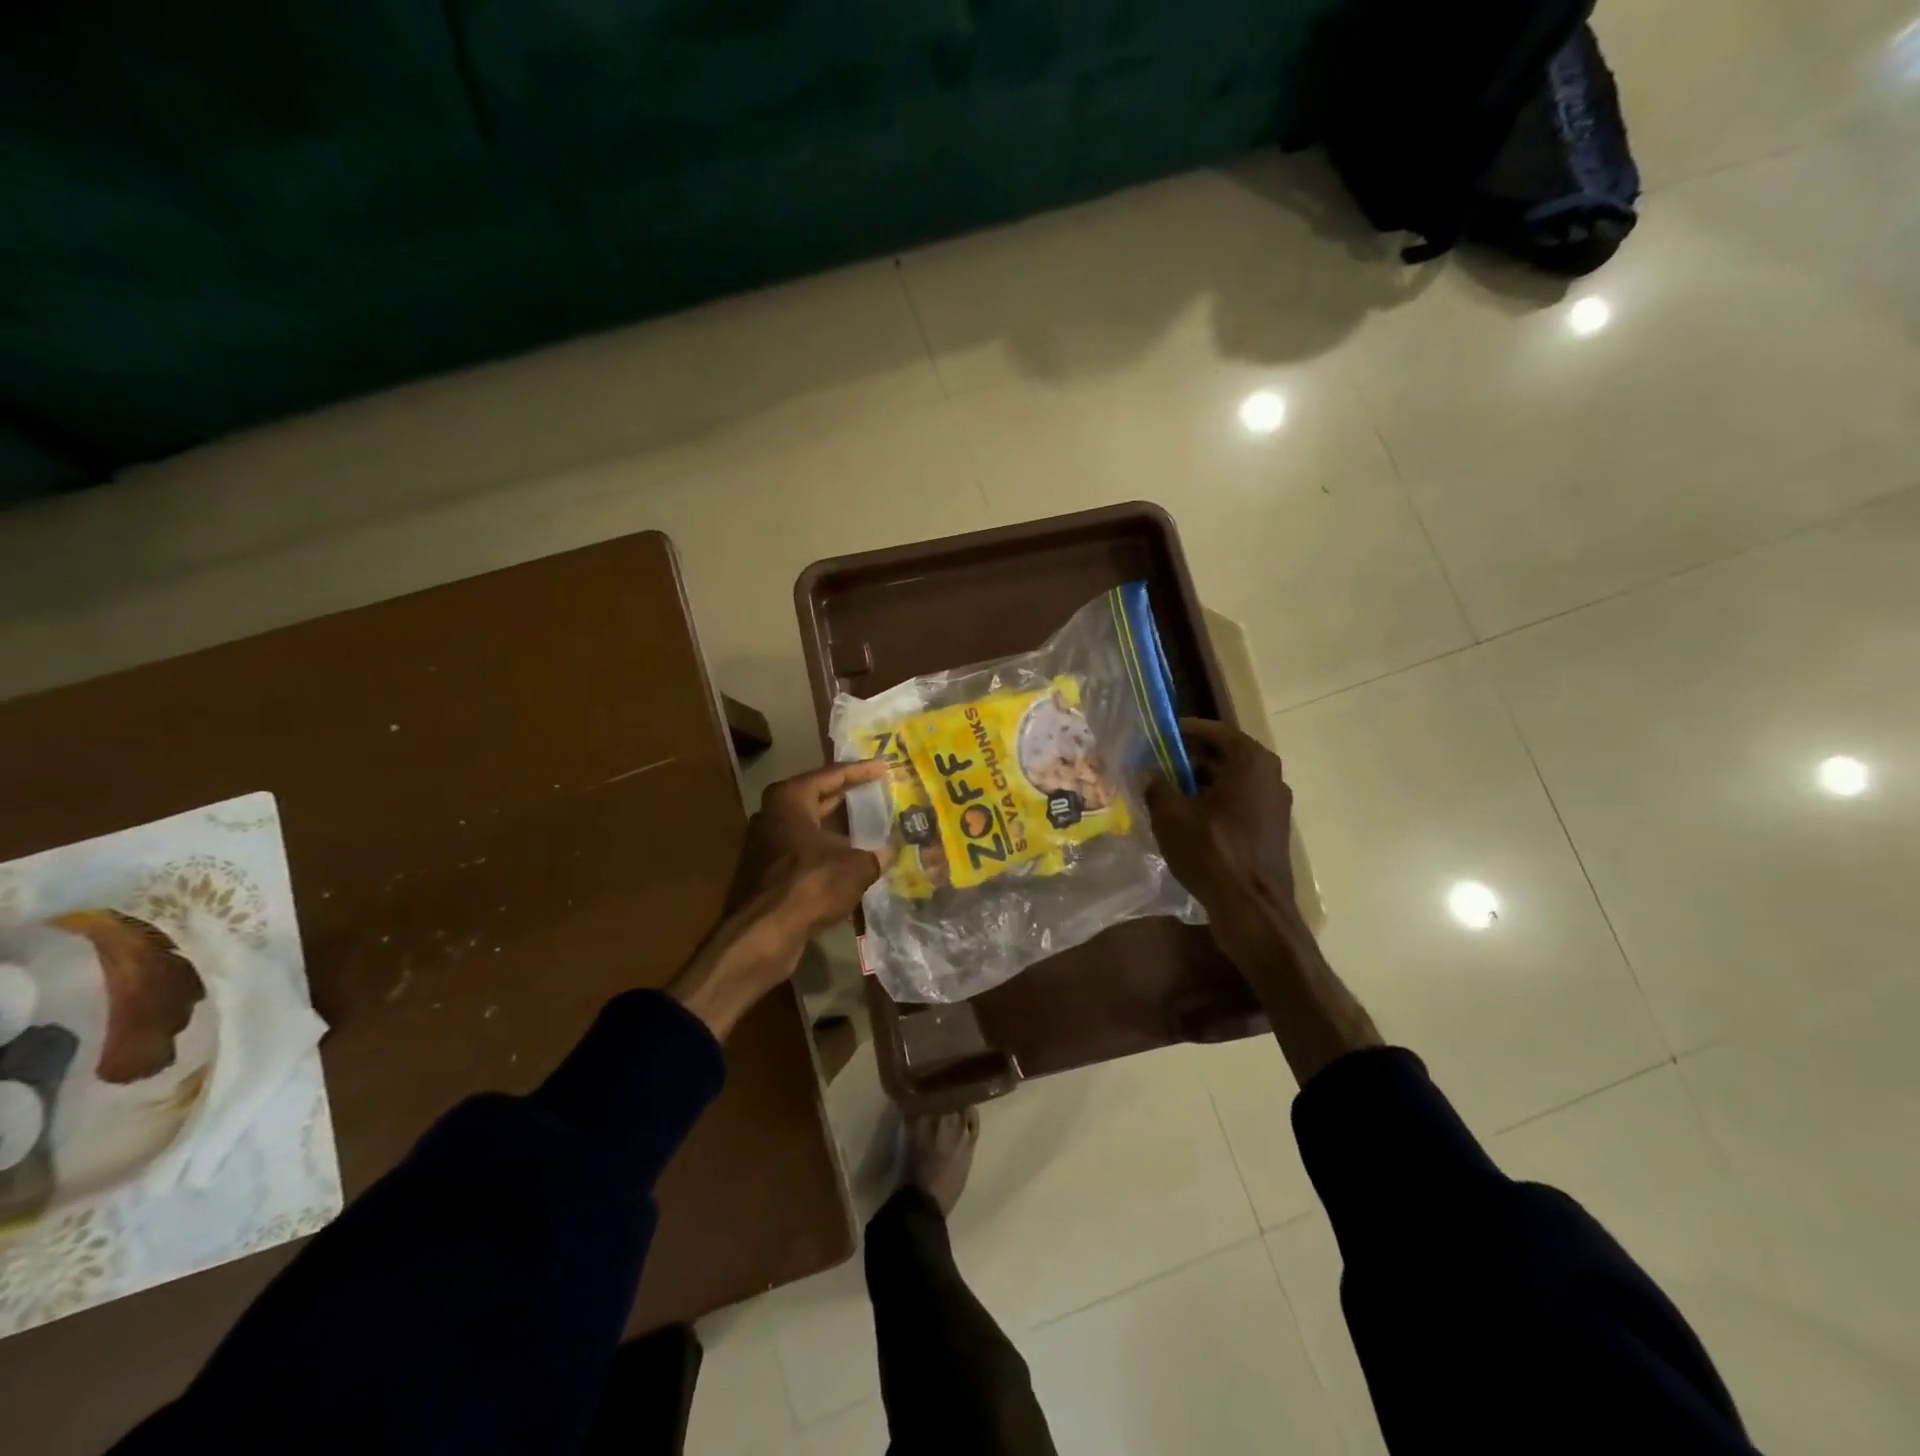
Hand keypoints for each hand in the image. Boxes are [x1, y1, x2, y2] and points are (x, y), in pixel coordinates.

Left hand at [673, 760, 888, 1039]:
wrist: (762, 935)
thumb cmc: (808, 886)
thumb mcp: (855, 868)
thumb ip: (876, 856)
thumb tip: (891, 853)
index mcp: (790, 798)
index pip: (833, 775)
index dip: (862, 771)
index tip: (885, 766)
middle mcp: (774, 813)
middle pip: (819, 798)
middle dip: (850, 798)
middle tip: (880, 793)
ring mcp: (767, 843)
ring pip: (812, 828)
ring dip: (840, 830)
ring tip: (873, 827)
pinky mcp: (767, 871)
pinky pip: (805, 852)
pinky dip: (828, 853)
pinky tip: (853, 861)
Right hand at [1143, 719, 1306, 962]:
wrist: (1251, 909)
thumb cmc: (1211, 851)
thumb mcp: (1171, 815)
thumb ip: (1157, 786)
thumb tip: (1148, 772)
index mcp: (1251, 762)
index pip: (1216, 731)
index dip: (1186, 729)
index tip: (1162, 732)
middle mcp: (1270, 777)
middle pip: (1225, 757)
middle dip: (1190, 758)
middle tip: (1158, 762)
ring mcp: (1274, 806)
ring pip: (1231, 783)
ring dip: (1200, 784)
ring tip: (1167, 791)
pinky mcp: (1270, 831)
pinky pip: (1238, 805)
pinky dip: (1214, 804)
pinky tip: (1186, 819)